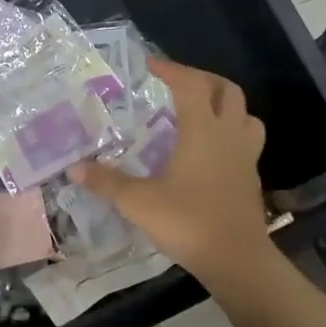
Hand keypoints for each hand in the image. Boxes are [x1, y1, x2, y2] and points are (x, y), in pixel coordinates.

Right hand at [70, 57, 272, 287]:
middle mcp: (228, 135)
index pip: (190, 85)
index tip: (149, 64)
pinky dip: (229, 133)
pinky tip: (208, 150)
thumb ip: (106, 182)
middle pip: (227, 90)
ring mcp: (245, 156)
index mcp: (203, 130)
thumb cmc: (188, 223)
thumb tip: (74, 169)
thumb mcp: (138, 203)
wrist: (238, 262)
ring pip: (245, 115)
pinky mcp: (251, 178)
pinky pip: (246, 141)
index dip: (170, 70)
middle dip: (202, 79)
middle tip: (176, 83)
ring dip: (225, 105)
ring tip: (199, 112)